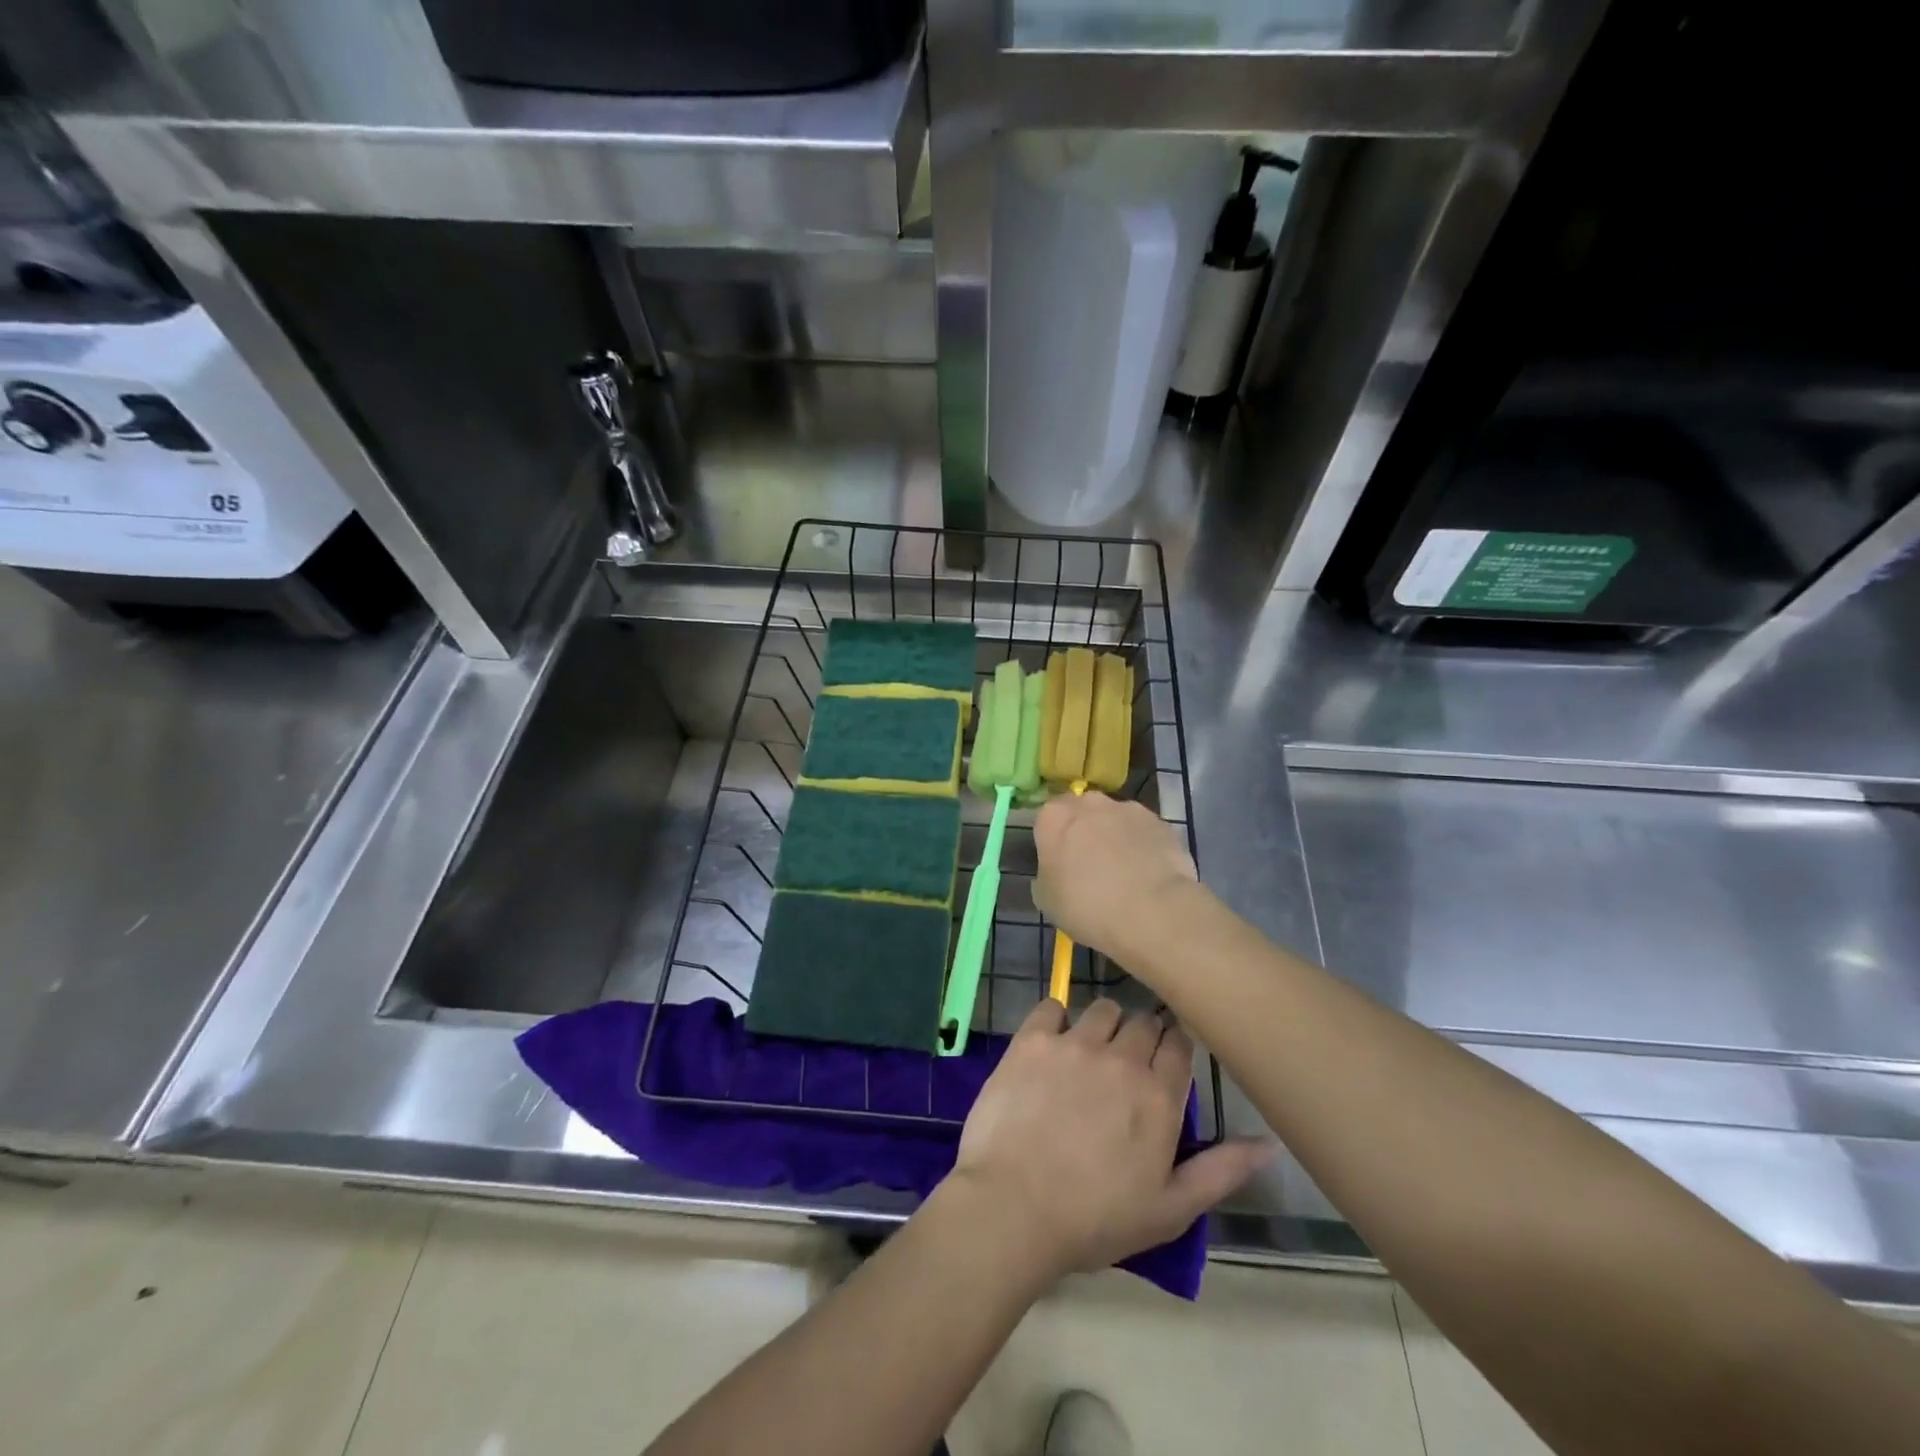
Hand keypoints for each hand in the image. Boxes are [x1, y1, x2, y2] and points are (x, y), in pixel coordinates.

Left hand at [947, 999, 1271, 1284]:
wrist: (1014, 1208)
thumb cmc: (1095, 1219)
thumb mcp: (1170, 1210)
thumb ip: (1222, 1170)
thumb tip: (1270, 1143)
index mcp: (1159, 1096)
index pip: (1179, 1044)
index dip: (1172, 1049)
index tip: (1161, 1064)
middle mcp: (1122, 1058)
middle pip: (1143, 1022)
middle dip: (1140, 1038)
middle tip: (1123, 1068)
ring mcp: (1075, 1043)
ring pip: (1102, 1008)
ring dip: (1102, 1026)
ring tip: (1087, 1055)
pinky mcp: (1032, 1039)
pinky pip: (1051, 1006)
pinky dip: (1055, 1020)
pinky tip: (1049, 1046)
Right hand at [1032, 792, 1201, 961]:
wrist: (1153, 912)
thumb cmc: (1087, 906)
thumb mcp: (1046, 899)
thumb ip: (1047, 873)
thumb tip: (1056, 869)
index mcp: (1054, 817)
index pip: (1046, 819)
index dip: (1053, 841)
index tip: (1059, 864)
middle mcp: (1090, 803)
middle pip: (1082, 813)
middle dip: (1085, 832)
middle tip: (1090, 867)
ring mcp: (1128, 809)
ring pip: (1115, 820)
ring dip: (1116, 838)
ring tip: (1125, 874)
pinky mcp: (1161, 822)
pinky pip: (1144, 832)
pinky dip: (1143, 847)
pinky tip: (1149, 876)